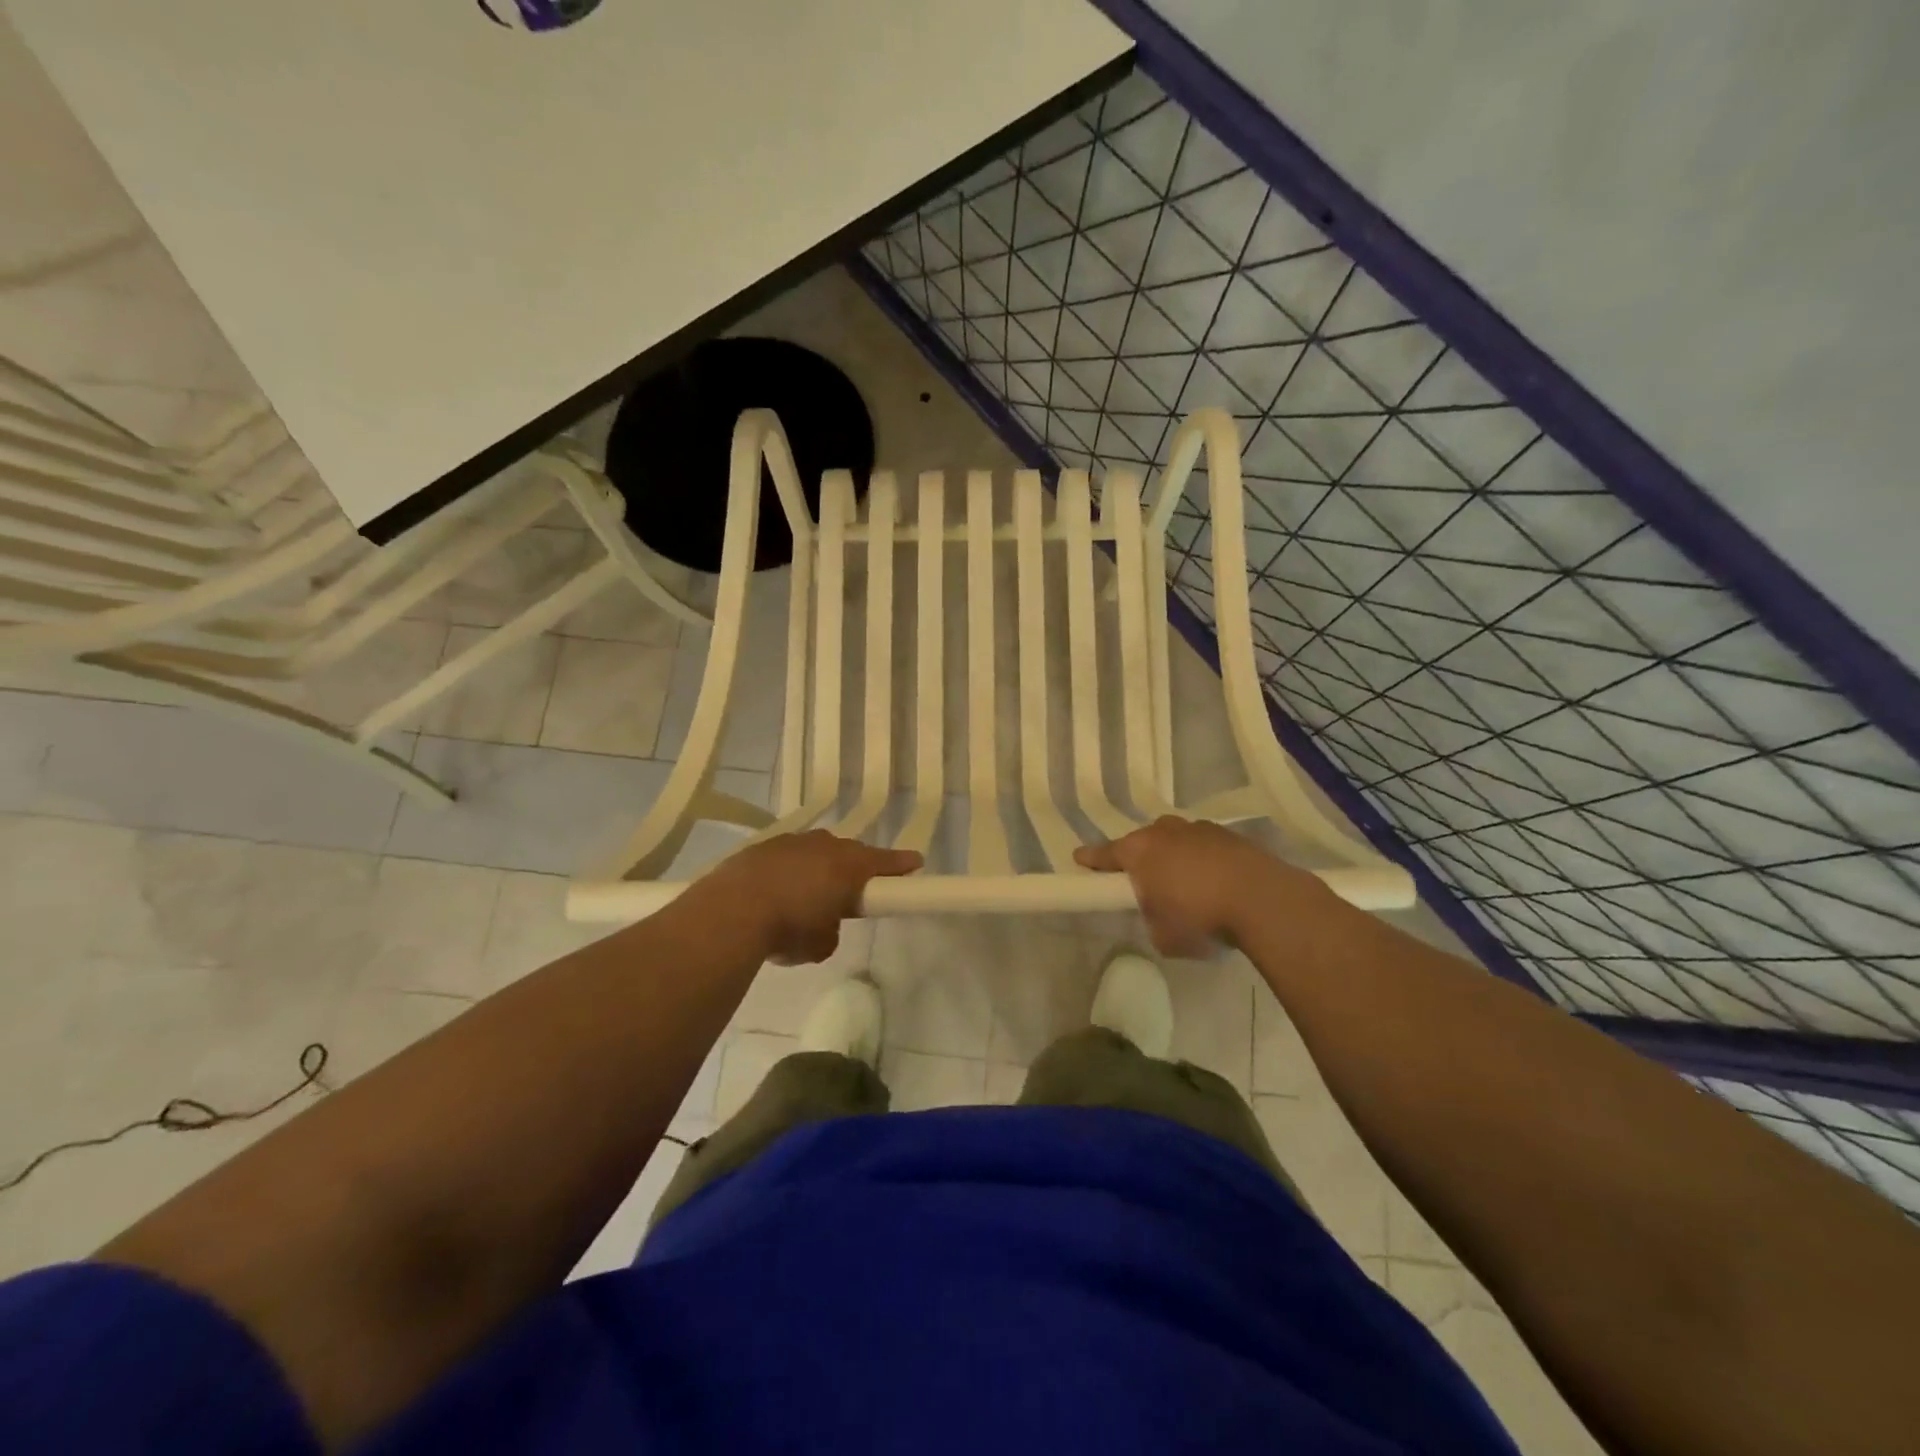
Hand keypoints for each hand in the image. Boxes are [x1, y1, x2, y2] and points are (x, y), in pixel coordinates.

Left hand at [699, 830, 922, 963]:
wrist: (730, 911)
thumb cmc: (789, 928)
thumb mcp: (821, 944)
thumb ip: (831, 930)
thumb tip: (823, 925)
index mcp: (849, 866)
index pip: (886, 862)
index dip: (901, 865)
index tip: (915, 864)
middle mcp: (824, 846)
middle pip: (849, 853)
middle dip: (854, 869)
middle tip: (852, 892)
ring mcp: (790, 842)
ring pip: (815, 852)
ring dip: (817, 868)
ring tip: (808, 895)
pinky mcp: (760, 848)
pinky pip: (786, 857)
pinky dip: (788, 871)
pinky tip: (776, 892)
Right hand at [1074, 816, 1318, 955]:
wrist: (1262, 899)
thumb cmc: (1199, 917)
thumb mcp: (1163, 935)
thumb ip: (1151, 920)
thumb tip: (1159, 914)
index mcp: (1139, 852)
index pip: (1105, 854)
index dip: (1091, 860)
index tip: (1079, 859)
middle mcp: (1164, 832)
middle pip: (1142, 842)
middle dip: (1140, 858)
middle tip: (1143, 881)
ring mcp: (1199, 829)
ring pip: (1176, 840)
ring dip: (1175, 857)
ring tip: (1185, 884)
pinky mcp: (1229, 836)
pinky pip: (1205, 847)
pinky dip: (1203, 861)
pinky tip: (1215, 882)